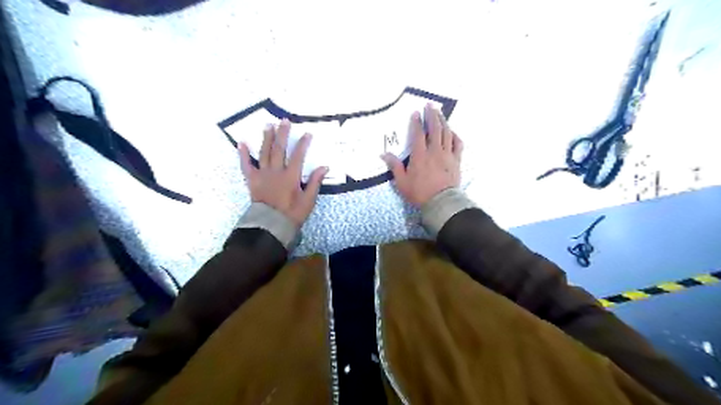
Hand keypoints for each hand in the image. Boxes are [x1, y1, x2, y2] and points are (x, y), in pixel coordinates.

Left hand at [238, 119, 327, 227]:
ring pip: (264, 152)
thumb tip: (324, 167)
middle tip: (284, 121)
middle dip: (283, 134)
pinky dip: (243, 154)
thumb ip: (315, 182)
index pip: (298, 155)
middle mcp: (276, 171)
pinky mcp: (252, 180)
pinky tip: (241, 142)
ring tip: (268, 125)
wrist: (271, 225)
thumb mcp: (309, 200)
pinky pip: (246, 165)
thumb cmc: (292, 213)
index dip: (303, 143)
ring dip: (266, 138)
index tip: (307, 133)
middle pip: (279, 149)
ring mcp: (262, 174)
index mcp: (291, 176)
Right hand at [383, 104, 460, 206]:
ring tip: (440, 113)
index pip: (418, 134)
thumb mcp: (402, 182)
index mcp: (420, 156)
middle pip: (434, 129)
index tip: (415, 113)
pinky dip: (455, 135)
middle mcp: (434, 151)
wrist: (441, 203)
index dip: (416, 122)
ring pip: (446, 133)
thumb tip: (384, 154)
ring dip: (443, 121)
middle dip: (432, 115)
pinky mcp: (456, 161)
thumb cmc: (419, 193)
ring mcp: (447, 155)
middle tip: (430, 105)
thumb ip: (395, 166)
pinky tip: (452, 131)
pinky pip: (458, 144)